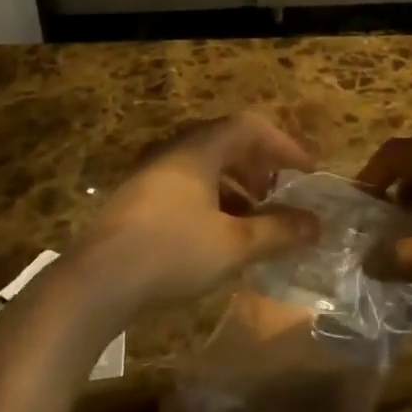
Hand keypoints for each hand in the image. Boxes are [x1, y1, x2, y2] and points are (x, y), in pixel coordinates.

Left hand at [75, 113, 320, 315]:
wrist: (94, 284)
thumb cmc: (171, 252)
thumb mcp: (234, 245)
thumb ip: (278, 232)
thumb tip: (317, 224)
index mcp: (199, 149)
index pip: (251, 127)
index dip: (284, 145)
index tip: (308, 171)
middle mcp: (175, 151)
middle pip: (227, 143)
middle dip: (260, 165)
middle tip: (281, 191)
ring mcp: (151, 175)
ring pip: (206, 167)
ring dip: (237, 186)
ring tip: (255, 217)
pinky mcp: (137, 201)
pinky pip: (186, 187)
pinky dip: (213, 201)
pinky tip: (219, 235)